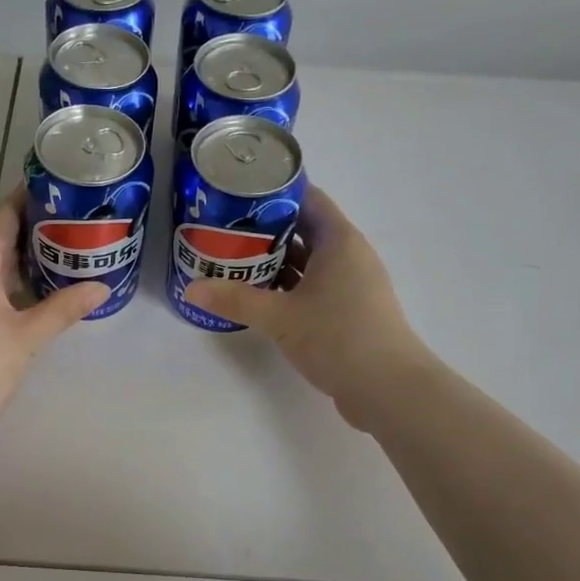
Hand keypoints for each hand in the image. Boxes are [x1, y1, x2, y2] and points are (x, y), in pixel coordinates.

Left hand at [0, 188, 107, 438]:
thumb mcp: (28, 335)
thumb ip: (64, 307)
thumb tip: (102, 287)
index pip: (5, 213)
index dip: (35, 198)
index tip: (69, 189)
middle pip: (0, 233)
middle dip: (38, 226)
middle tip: (82, 221)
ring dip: (28, 254)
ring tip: (71, 249)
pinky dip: (14, 278)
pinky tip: (43, 287)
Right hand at [184, 186, 428, 430]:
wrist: (388, 388)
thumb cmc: (338, 337)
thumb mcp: (280, 317)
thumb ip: (235, 299)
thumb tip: (191, 289)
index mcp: (339, 240)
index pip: (307, 198)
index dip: (273, 192)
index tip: (237, 194)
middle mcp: (349, 255)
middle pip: (304, 228)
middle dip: (265, 229)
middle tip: (224, 230)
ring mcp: (351, 284)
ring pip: (308, 260)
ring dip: (274, 260)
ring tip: (233, 260)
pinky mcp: (349, 310)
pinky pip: (313, 285)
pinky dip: (288, 285)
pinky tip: (259, 295)